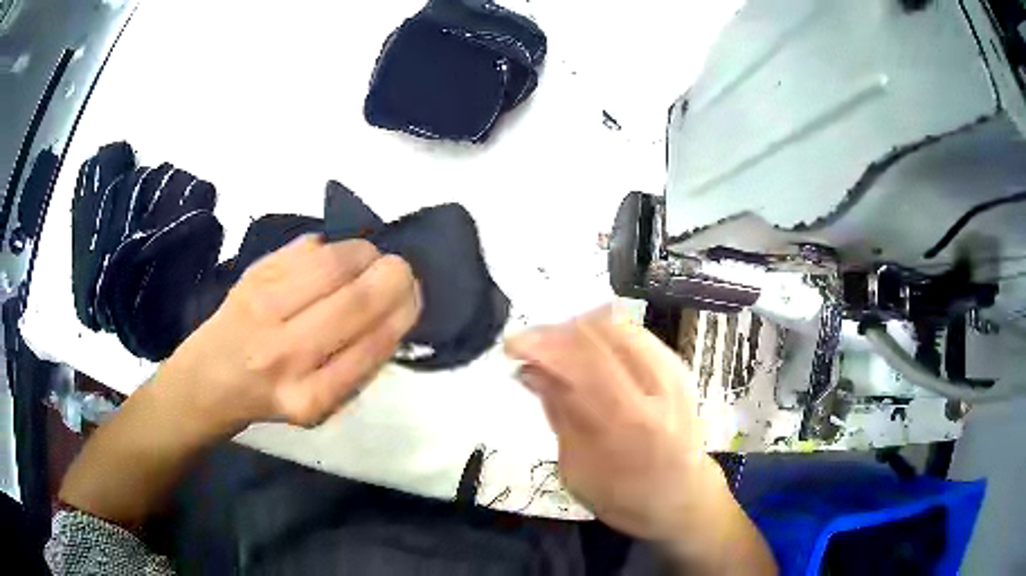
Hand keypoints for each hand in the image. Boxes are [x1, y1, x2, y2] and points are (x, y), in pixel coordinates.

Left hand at [160, 234, 420, 432]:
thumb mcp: (320, 404)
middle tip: (402, 273)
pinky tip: (336, 259)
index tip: (414, 298)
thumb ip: (358, 365)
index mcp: (310, 398)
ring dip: (366, 255)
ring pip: (333, 264)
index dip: (403, 312)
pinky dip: (333, 247)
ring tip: (371, 261)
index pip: (373, 346)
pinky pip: (306, 249)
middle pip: (356, 300)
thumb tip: (394, 311)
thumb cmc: (272, 397)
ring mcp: (263, 311)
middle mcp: (285, 356)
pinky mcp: (250, 278)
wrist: (210, 380)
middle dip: (394, 277)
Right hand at [505, 307, 726, 541]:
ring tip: (552, 348)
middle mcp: (658, 385)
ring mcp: (674, 370)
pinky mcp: (678, 365)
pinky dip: (600, 333)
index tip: (512, 346)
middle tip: (530, 347)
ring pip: (618, 323)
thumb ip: (560, 412)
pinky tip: (583, 350)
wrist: (684, 498)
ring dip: (577, 329)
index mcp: (631, 420)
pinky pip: (633, 332)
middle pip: (601, 330)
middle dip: (556, 331)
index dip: (543, 343)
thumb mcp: (578, 469)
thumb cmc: (625, 497)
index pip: (584, 358)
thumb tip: (530, 370)